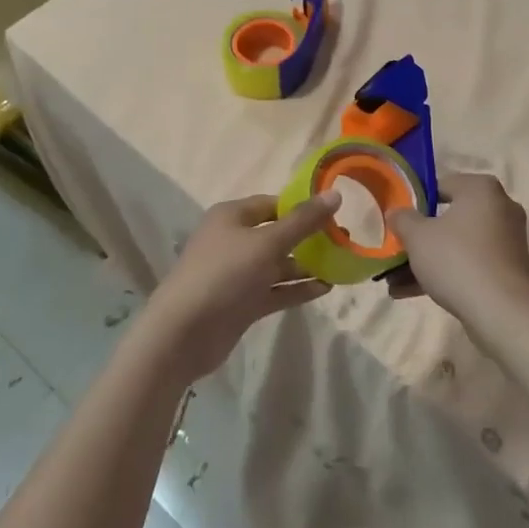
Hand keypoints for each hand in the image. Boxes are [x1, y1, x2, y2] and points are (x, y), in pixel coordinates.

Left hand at [141, 193, 337, 379]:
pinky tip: (326, 289)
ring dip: (307, 266)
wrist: (183, 333)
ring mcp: (238, 274)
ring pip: (279, 265)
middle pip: (278, 234)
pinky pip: (276, 290)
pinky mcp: (243, 303)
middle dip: (309, 238)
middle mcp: (234, 241)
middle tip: (345, 240)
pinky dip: (298, 289)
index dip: (302, 206)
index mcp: (232, 216)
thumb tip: (336, 194)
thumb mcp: (267, 243)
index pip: (273, 204)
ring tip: (342, 265)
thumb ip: (303, 221)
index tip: (335, 212)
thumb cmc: (224, 274)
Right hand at [385, 174, 528, 333]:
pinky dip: (445, 274)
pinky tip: (411, 293)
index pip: (441, 185)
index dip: (415, 203)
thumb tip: (397, 213)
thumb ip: (402, 219)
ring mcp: (507, 241)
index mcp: (482, 189)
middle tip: (396, 252)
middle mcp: (500, 208)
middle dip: (419, 239)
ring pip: (457, 245)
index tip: (398, 222)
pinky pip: (470, 264)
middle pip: (448, 218)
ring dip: (427, 261)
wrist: (501, 312)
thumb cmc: (457, 260)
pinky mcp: (508, 269)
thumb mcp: (417, 236)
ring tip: (394, 282)